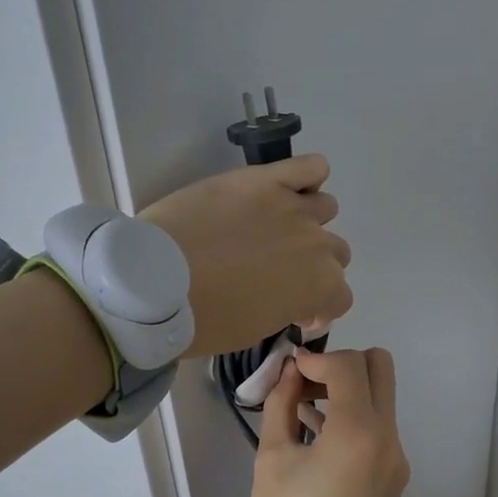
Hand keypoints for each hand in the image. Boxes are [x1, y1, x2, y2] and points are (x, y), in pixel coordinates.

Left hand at [140, 154, 350, 359]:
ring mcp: (293, 207)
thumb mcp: (254, 330)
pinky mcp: (265, 179)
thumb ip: (286, 309)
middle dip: (312, 266)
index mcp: (318, 287)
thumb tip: (290, 300)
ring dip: (307, 223)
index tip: (293, 311)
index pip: (340, 297)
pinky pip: (311, 166)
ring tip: (273, 230)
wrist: (157, 282)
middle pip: (336, 252)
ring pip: (325, 209)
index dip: (317, 307)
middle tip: (277, 272)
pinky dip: (307, 177)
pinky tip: (285, 190)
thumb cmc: (204, 320)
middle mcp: (317, 244)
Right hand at [246, 348, 409, 496]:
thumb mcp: (271, 458)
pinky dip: (354, 417)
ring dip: (348, 390)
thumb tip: (289, 371)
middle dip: (341, 365)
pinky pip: (379, 428)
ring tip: (302, 409)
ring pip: (381, 397)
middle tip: (305, 384)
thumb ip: (282, 404)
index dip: (316, 359)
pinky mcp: (394, 477)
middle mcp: (389, 439)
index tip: (289, 371)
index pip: (349, 366)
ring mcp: (397, 460)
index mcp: (359, 433)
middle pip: (380, 369)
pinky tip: (316, 433)